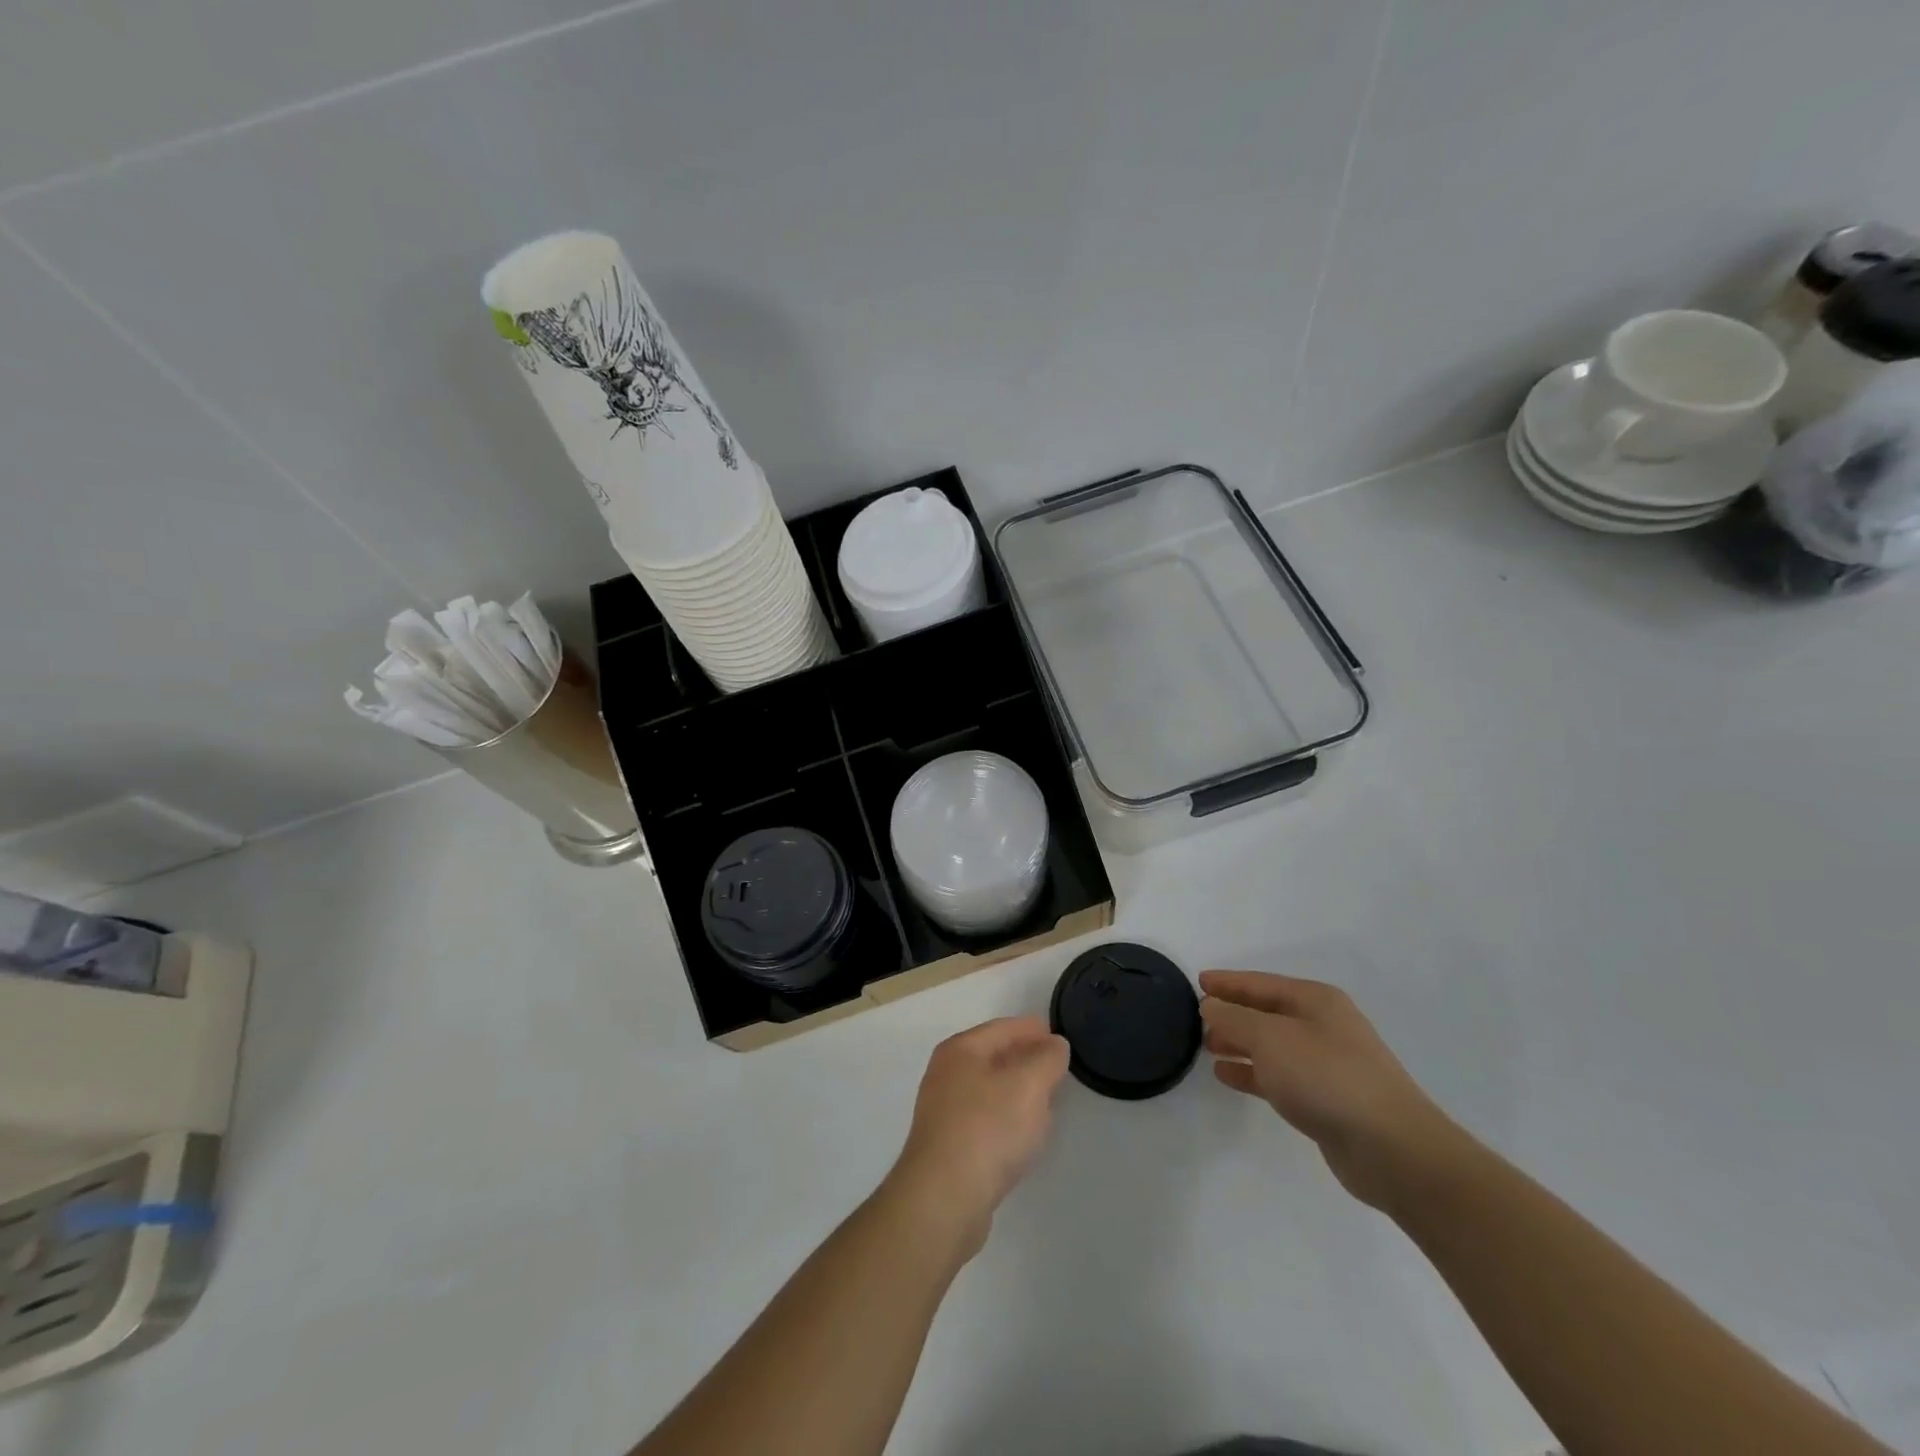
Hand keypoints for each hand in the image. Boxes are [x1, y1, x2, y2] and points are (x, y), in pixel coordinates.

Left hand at [886, 1018, 1070, 1257]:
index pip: (1002, 1028)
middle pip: (993, 1057)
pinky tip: (1023, 1135)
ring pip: (989, 1090)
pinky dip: (1006, 1119)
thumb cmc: (987, 1128)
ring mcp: (943, 1112)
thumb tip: (1055, 1044)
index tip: (1058, 1036)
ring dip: (1017, 1091)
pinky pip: (985, 1120)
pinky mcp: (948, 1147)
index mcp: (960, 1050)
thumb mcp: (1029, 1085)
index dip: (1032, 1029)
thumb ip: (1047, 1059)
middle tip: (1057, 1068)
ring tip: (1046, 1100)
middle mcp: (946, 1075)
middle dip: (1025, 1059)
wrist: (944, 1199)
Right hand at [1200, 970, 1457, 1208]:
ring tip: (1207, 1046)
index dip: (1228, 982)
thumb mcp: (1269, 1038)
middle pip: (1267, 1012)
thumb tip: (1211, 1007)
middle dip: (1233, 1013)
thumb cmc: (1327, 1077)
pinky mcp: (1326, 1100)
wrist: (1391, 1149)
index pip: (1261, 983)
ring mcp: (1327, 1064)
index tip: (1198, 982)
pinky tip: (1227, 1076)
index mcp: (1315, 1000)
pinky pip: (1279, 1076)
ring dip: (1240, 1044)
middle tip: (1197, 1019)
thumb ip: (1234, 1018)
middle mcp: (1323, 1026)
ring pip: (1272, 1045)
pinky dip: (1253, 1072)